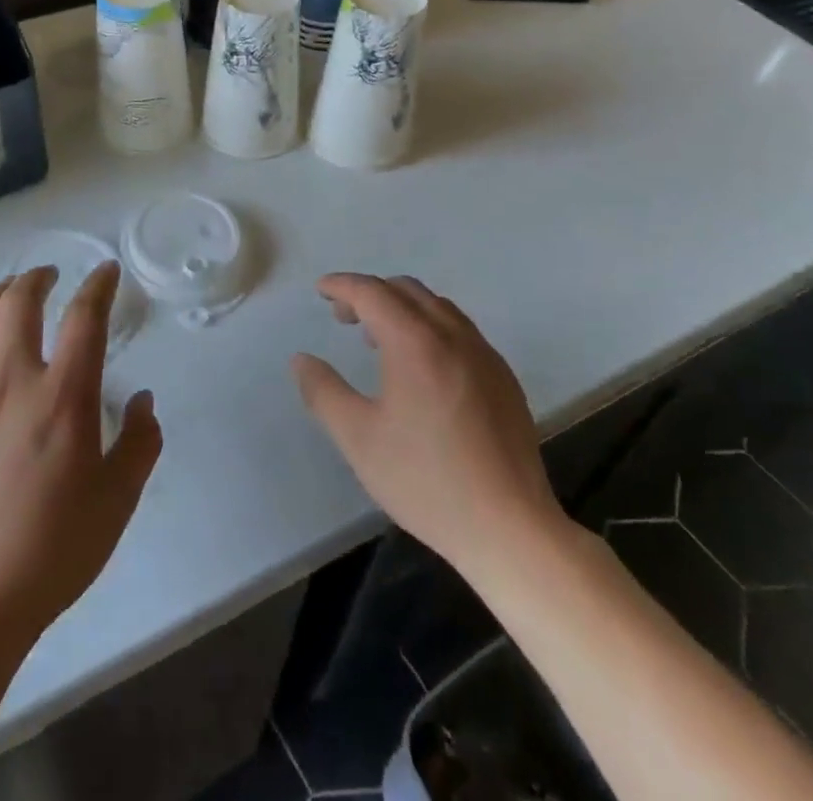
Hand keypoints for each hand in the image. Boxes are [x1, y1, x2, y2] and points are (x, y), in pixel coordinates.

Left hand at [0, 263, 161, 650]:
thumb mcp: (118, 501)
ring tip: (10, 295)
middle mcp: (11, 381)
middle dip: (38, 278)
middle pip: (19, 302)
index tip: (106, 271)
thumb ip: (141, 442)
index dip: (98, 285)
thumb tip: (143, 400)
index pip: (85, 317)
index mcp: (63, 396)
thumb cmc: (51, 552)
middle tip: (50, 274)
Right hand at [291, 274, 566, 573]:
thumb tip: (302, 360)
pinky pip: (460, 330)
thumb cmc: (426, 481)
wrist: (510, 527)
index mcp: (415, 342)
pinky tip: (423, 367)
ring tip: (379, 339)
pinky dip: (430, 327)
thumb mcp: (359, 439)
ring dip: (402, 308)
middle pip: (406, 290)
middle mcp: (453, 335)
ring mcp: (484, 354)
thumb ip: (324, 392)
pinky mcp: (504, 377)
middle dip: (370, 293)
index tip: (320, 290)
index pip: (373, 293)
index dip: (342, 285)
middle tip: (344, 317)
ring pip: (437, 307)